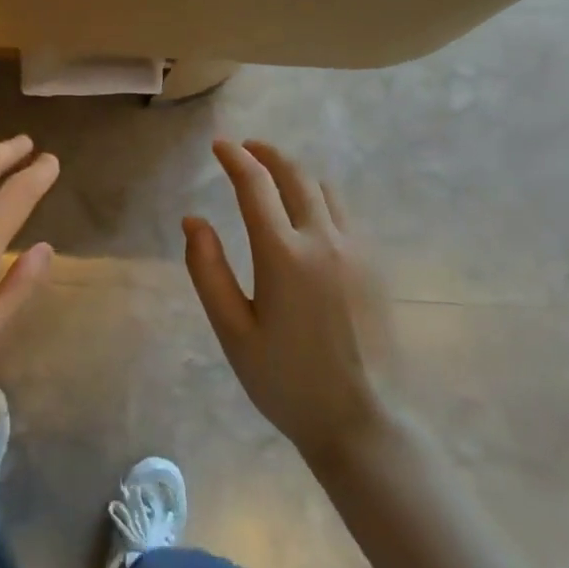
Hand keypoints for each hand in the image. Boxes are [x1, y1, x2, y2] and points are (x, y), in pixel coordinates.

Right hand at [183, 139, 391, 467]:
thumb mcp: (233, 331)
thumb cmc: (287, 382)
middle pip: (296, 175)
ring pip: (326, 190)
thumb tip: (193, 220)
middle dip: (268, 155)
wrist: (365, 422)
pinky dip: (321, 198)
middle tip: (247, 149)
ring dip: (297, 174)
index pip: (255, 185)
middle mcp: (324, 240)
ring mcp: (356, 251)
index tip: (219, 145)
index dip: (235, 158)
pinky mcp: (375, 267)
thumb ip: (208, 271)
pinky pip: (346, 214)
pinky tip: (309, 216)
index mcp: (283, 254)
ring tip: (276, 178)